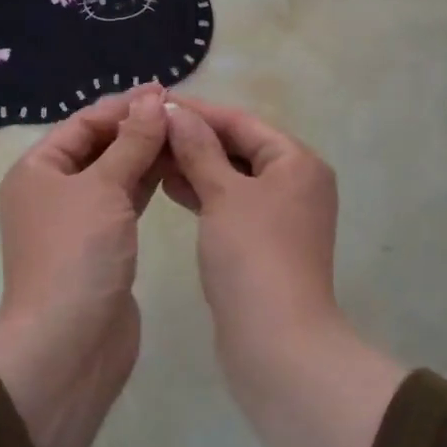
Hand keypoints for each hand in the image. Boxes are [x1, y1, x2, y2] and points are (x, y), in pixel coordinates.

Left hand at [0, 84, 167, 446]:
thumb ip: (132, 142)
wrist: (69, 344)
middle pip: (99, 146)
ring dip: (145, 154)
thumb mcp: (104, 188)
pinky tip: (175, 170)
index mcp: (37, 170)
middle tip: (183, 114)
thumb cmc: (77, 254)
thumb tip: (152, 99)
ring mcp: (76, 221)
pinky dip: (147, 184)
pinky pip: (125, 201)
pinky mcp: (101, 245)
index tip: (166, 93)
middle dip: (137, 129)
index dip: (124, 106)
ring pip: (115, 174)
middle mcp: (52, 190)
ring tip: (186, 136)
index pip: (83, 123)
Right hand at [160, 95, 339, 361]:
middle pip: (239, 147)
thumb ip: (199, 149)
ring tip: (152, 155)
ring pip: (233, 177)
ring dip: (196, 165)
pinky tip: (169, 187)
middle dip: (194, 138)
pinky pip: (231, 204)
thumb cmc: (252, 256)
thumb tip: (177, 112)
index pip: (242, 122)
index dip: (198, 112)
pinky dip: (203, 194)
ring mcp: (281, 216)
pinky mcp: (264, 243)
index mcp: (297, 162)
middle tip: (148, 131)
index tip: (156, 103)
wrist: (277, 344)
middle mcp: (296, 183)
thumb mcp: (223, 194)